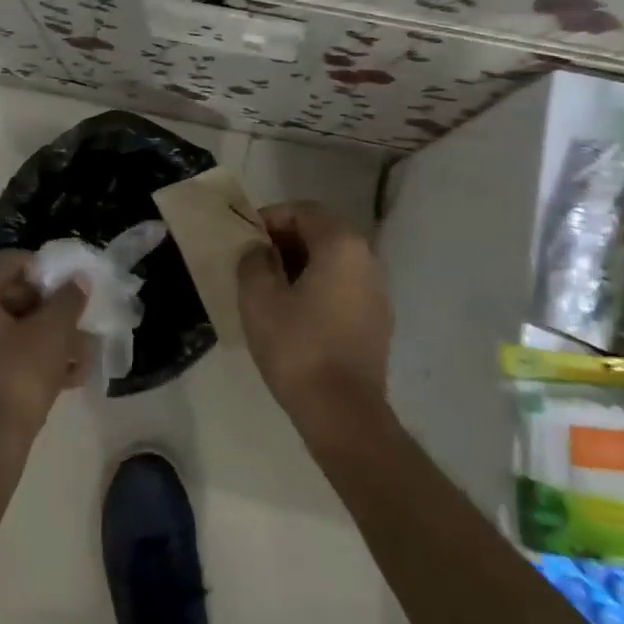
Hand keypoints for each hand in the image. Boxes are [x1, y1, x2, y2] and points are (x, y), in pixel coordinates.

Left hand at [0, 252, 87, 456]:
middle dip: (48, 311)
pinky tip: (61, 377)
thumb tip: (78, 280)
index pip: (13, 263)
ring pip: (3, 329)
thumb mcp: (53, 332)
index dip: (49, 273)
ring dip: (42, 338)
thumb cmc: (16, 377)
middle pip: (7, 295)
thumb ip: (68, 298)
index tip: (75, 292)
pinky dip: (23, 358)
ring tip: (78, 357)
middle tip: (78, 326)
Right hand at [236, 201, 392, 435]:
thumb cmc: (298, 347)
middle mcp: (367, 258)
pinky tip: (294, 313)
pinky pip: (343, 286)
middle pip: (322, 232)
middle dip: (285, 240)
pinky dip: (318, 286)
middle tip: (254, 260)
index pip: (304, 211)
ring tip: (269, 286)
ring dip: (301, 264)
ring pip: (333, 261)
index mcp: (341, 244)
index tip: (246, 238)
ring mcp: (377, 290)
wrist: (343, 413)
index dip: (271, 217)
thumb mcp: (259, 299)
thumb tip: (259, 250)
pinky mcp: (377, 320)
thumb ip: (253, 261)